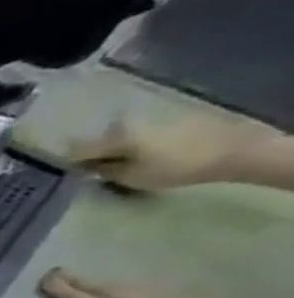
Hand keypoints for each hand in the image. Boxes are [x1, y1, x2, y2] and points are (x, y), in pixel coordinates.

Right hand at [73, 115, 270, 192]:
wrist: (233, 150)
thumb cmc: (176, 167)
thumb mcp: (131, 177)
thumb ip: (103, 171)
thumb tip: (84, 168)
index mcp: (113, 136)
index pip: (76, 149)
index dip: (67, 162)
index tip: (63, 173)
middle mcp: (127, 123)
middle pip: (97, 141)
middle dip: (91, 154)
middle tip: (90, 172)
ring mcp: (150, 120)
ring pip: (118, 137)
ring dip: (112, 150)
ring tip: (115, 166)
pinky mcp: (168, 122)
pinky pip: (137, 135)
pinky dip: (132, 146)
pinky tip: (139, 157)